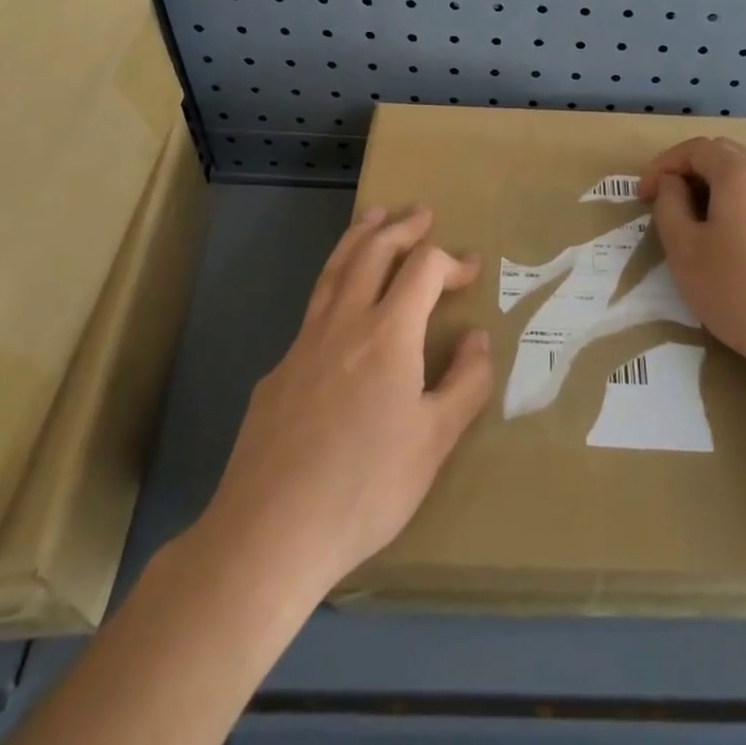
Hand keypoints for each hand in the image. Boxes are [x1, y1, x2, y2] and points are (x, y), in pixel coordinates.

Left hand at [203, 205, 493, 596]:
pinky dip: (334, 285)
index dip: (450, 261)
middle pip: (372, 252)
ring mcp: (303, 344)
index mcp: (388, 334)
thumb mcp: (434, 441)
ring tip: (373, 216)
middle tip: (421, 213)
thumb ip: (465, 383)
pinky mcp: (277, 371)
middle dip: (401, 227)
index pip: (423, 269)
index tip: (470, 269)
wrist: (269, 531)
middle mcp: (344, 323)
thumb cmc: (366, 487)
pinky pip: (313, 310)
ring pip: (334, 270)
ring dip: (359, 237)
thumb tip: (476, 337)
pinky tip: (339, 307)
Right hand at [640, 137, 745, 386]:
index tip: (643, 195)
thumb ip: (669, 206)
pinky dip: (740, 204)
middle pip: (724, 156)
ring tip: (695, 224)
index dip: (663, 166)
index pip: (695, 148)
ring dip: (715, 189)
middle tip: (665, 204)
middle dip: (689, 173)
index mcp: (742, 173)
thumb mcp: (685, 250)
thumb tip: (673, 185)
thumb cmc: (740, 292)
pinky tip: (732, 240)